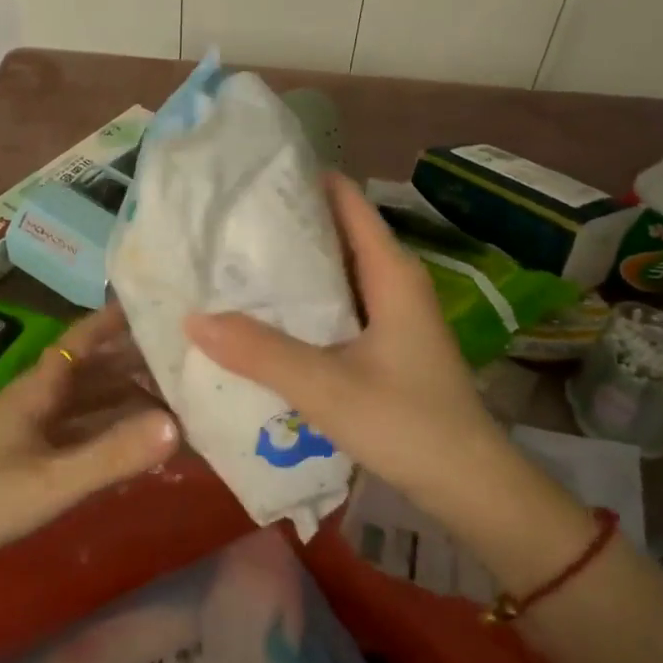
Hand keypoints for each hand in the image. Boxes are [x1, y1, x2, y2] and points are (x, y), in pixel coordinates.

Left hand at [0, 302, 178, 577]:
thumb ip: (111, 455)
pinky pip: (73, 431)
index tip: (154, 304)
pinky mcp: (20, 457)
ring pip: (83, 401)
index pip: (83, 338)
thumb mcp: (51, 481)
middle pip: (90, 369)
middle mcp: (35, 399)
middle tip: (182, 360)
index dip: (115, 320)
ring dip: (121, 397)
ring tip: (168, 399)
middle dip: (132, 361)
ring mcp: (26, 429)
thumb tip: (177, 424)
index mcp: (39, 388)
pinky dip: (103, 430)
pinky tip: (125, 442)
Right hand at [185, 172, 513, 506]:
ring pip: (334, 270)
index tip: (248, 177)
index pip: (346, 200)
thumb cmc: (407, 424)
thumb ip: (260, 352)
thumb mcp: (325, 386)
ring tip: (231, 261)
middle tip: (224, 222)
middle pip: (335, 231)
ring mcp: (390, 312)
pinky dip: (301, 300)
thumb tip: (194, 317)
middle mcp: (392, 280)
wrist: (469, 485)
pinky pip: (335, 303)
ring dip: (290, 266)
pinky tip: (263, 314)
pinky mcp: (384, 342)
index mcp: (390, 271)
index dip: (301, 181)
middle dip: (284, 224)